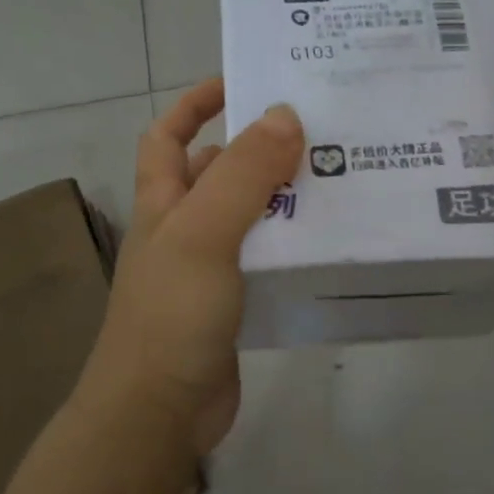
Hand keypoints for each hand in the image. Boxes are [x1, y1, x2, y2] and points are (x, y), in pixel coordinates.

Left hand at [78, 80, 303, 457]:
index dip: (196, 103)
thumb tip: (285, 115)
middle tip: (317, 134)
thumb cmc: (172, 314)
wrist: (158, 412)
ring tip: (335, 180)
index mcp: (163, 203)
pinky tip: (325, 242)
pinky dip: (289, 245)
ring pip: (246, 218)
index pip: (169, 136)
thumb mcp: (204, 233)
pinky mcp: (231, 305)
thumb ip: (244, 175)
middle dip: (257, 149)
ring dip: (281, 198)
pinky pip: (263, 260)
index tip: (242, 82)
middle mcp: (181, 230)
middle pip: (217, 174)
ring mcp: (205, 270)